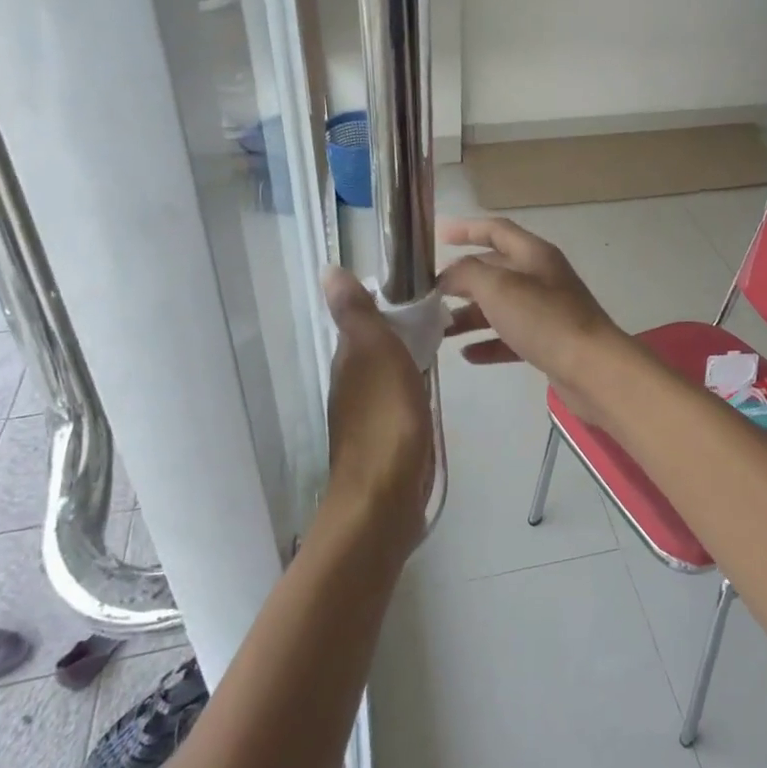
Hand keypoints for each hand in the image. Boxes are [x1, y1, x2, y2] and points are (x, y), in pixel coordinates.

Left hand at [321, 267, 432, 547]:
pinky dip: (410, 390)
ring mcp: (366, 416)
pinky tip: (426, 393)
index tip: (417, 292)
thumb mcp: (375, 354)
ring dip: (404, 360)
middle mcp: (351, 385)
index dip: (385, 305)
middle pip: (374, 348)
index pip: (362, 321)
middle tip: (437, 319)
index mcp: (348, 361)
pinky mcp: (385, 441)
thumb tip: (327, 269)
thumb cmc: (386, 420)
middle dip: (398, 332)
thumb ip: (358, 314)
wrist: (384, 498)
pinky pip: (397, 402)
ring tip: (438, 349)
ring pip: (385, 375)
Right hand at [438, 217, 628, 416]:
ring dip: (470, 315)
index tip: (437, 236)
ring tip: (440, 329)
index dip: (466, 229)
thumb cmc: (544, 319)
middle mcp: (541, 277)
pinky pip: (511, 338)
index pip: (496, 230)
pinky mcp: (548, 343)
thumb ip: (467, 273)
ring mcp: (546, 311)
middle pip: (495, 270)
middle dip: (462, 279)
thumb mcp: (498, 287)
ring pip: (500, 307)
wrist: (592, 369)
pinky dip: (489, 343)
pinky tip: (467, 354)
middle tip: (429, 294)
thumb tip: (448, 276)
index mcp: (534, 254)